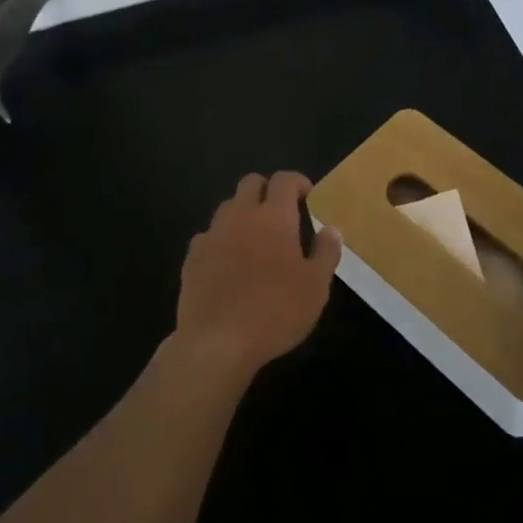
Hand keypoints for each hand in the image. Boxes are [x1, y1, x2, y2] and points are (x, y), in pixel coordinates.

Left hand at [173, 172, 341, 382]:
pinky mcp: (192, 258)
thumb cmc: (276, 312)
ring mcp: (212, 235)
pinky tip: (229, 264)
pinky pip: (209, 235)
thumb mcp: (316, 287)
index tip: (308, 196)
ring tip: (256, 239)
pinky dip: (222, 240)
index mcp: (274, 217)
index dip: (298, 181)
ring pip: (228, 207)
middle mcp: (241, 216)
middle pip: (251, 182)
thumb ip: (326, 252)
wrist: (216, 343)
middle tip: (282, 213)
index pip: (284, 180)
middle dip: (267, 190)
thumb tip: (331, 229)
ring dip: (244, 213)